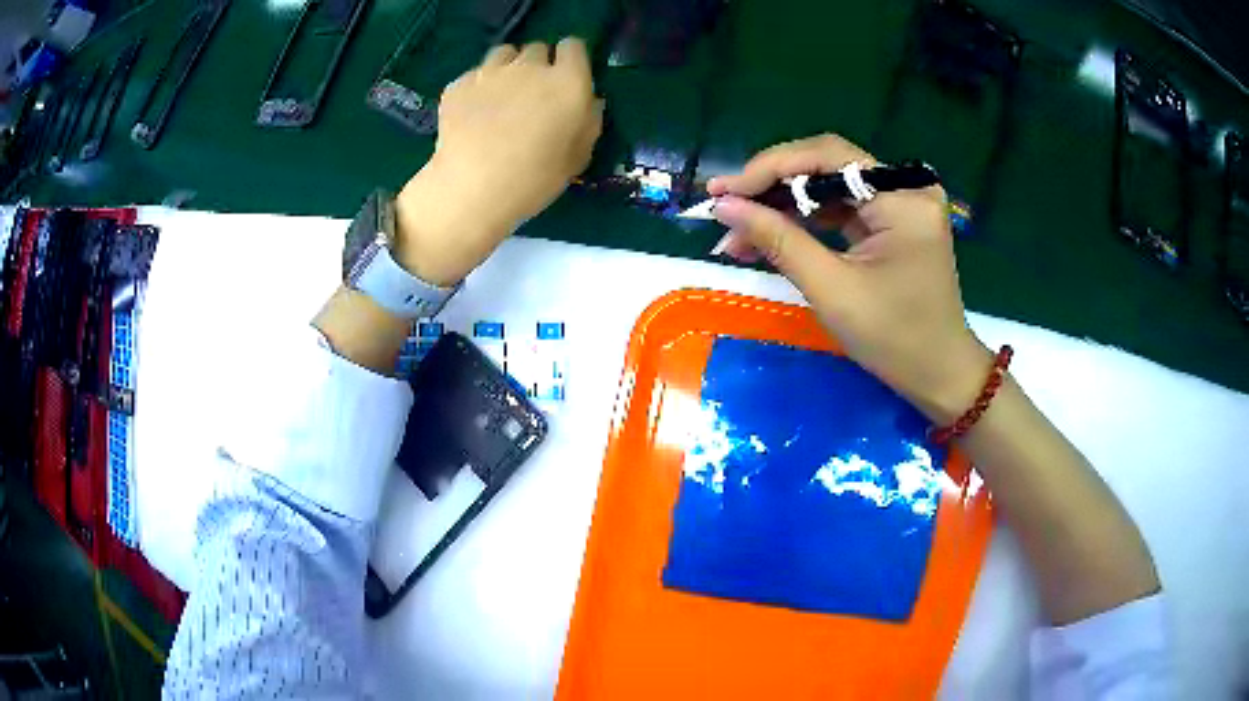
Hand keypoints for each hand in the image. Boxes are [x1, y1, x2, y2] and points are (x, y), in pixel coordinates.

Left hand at [394, 38, 602, 285]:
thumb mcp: (577, 157)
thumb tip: (590, 103)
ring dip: (508, 67)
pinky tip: (474, 111)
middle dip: (539, 64)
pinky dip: (477, 86)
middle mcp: (530, 66)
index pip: (574, 46)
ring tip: (502, 94)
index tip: (568, 78)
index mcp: (568, 82)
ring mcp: (490, 72)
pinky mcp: (459, 85)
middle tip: (533, 94)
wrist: (472, 189)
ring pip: (504, 53)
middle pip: (538, 49)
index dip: (571, 60)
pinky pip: (474, 74)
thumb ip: (589, 122)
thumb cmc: (534, 179)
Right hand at [708, 134, 991, 423]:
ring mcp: (901, 202)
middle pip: (827, 165)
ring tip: (737, 230)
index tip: (723, 192)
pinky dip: (804, 220)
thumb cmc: (894, 339)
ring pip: (828, 186)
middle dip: (772, 186)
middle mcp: (906, 187)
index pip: (828, 157)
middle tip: (723, 206)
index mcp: (903, 198)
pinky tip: (770, 234)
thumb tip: (724, 207)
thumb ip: (778, 240)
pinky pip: (840, 207)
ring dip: (782, 205)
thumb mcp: (832, 290)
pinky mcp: (893, 220)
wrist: (938, 374)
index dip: (770, 168)